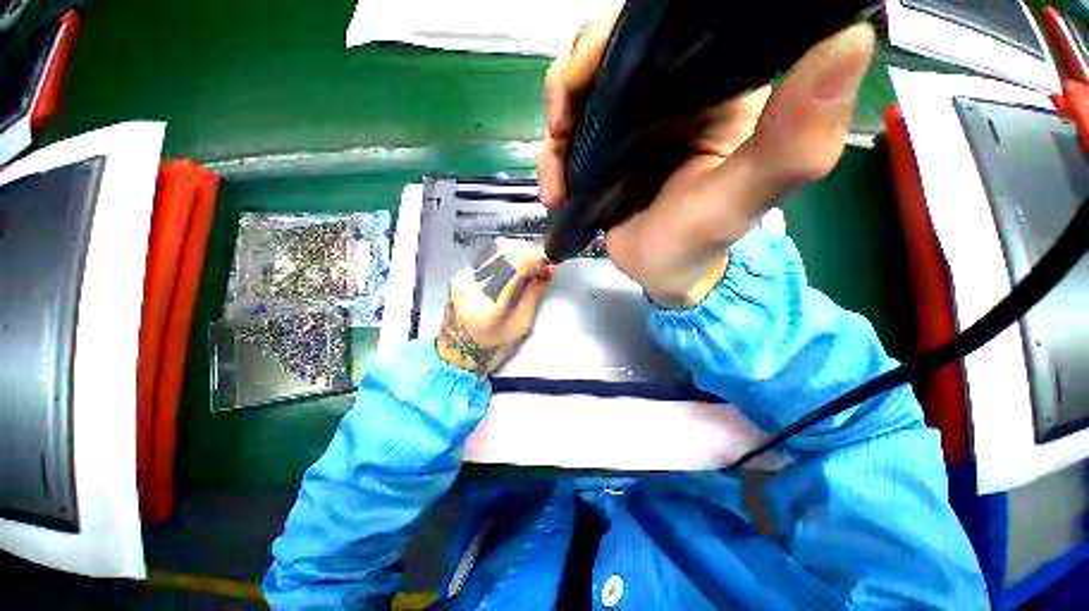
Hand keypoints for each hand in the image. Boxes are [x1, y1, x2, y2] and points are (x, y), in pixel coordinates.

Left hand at [437, 238, 554, 375]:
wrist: (456, 353)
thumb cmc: (492, 347)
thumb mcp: (521, 326)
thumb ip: (534, 295)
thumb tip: (548, 271)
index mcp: (489, 302)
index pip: (514, 264)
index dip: (535, 258)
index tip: (550, 262)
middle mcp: (472, 283)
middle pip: (504, 251)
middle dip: (529, 251)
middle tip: (543, 263)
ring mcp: (464, 277)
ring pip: (495, 249)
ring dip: (518, 252)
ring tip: (531, 265)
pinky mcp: (462, 275)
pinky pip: (488, 257)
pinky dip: (505, 257)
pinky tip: (514, 268)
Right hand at [537, 5, 875, 305]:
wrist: (664, 274)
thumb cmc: (701, 243)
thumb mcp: (742, 200)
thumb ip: (791, 140)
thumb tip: (850, 37)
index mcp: (717, 85)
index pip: (672, 20)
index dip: (627, 26)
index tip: (601, 63)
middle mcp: (672, 91)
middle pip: (613, 47)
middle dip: (576, 76)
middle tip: (563, 123)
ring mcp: (631, 120)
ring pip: (580, 87)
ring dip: (557, 122)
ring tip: (557, 177)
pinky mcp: (605, 148)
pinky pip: (567, 132)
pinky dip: (551, 156)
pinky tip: (555, 190)